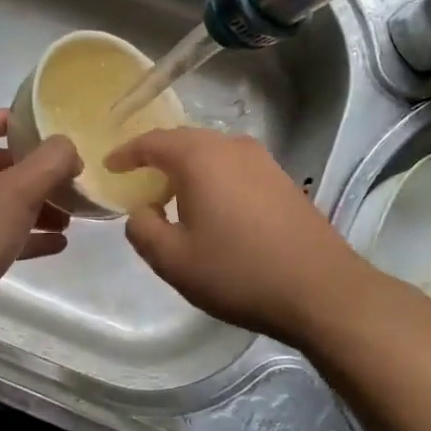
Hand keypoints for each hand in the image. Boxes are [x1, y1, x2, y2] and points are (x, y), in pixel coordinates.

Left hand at [0, 109, 80, 335]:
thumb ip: (50, 162)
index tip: (42, 128)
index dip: (9, 121)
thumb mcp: (18, 192)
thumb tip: (67, 147)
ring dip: (31, 208)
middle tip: (65, 182)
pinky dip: (20, 236)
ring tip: (67, 219)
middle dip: (31, 173)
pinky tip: (54, 246)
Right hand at [106, 128, 370, 347]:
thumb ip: (143, 230)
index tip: (110, 167)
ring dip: (187, 169)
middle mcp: (232, 147)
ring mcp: (263, 161)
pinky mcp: (283, 179)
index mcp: (200, 158)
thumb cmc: (238, 272)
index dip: (126, 153)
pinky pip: (235, 167)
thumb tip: (141, 211)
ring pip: (212, 153)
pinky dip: (214, 178)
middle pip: (184, 142)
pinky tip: (213, 207)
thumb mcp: (174, 260)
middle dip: (157, 158)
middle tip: (138, 182)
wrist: (320, 289)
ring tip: (172, 196)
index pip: (152, 142)